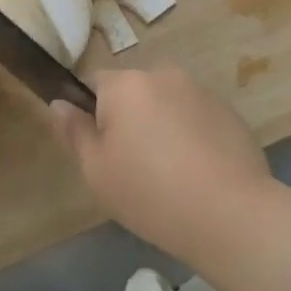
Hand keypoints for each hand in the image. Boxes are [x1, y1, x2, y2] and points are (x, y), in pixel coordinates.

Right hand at [48, 67, 276, 264]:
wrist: (231, 215)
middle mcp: (164, 76)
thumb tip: (59, 103)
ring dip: (161, 126)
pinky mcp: (230, 113)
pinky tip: (199, 174)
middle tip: (132, 166)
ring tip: (170, 174)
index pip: (94, 83)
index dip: (91, 114)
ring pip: (166, 104)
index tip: (100, 149)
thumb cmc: (149, 192)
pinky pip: (196, 118)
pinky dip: (191, 137)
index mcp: (126, 85)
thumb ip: (74, 132)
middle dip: (129, 119)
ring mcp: (201, 92)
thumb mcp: (96, 170)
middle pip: (133, 92)